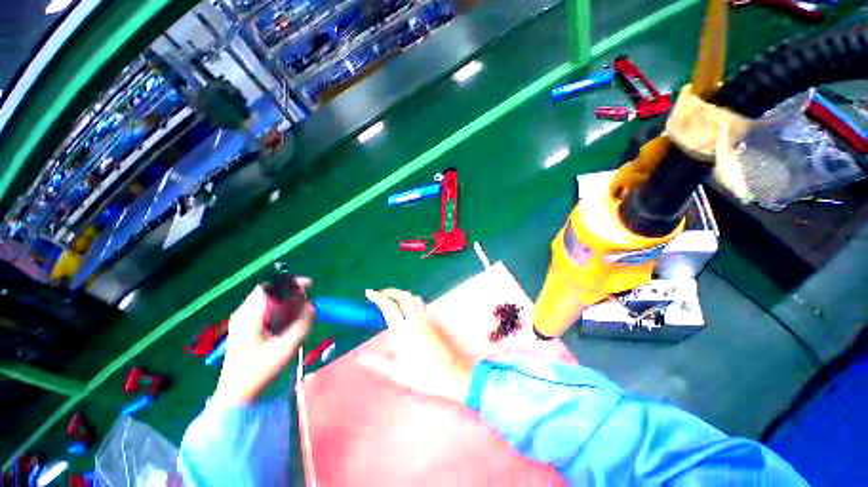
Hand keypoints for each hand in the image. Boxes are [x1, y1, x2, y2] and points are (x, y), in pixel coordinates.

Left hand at [212, 278, 313, 405]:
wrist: (237, 395)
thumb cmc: (260, 371)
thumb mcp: (286, 347)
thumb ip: (302, 324)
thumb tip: (312, 306)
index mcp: (249, 316)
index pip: (269, 287)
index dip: (290, 283)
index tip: (309, 285)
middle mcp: (243, 314)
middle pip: (269, 292)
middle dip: (291, 293)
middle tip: (308, 300)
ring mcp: (242, 321)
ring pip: (268, 302)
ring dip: (287, 303)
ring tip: (302, 311)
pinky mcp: (245, 329)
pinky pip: (265, 311)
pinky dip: (280, 311)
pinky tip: (290, 321)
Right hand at [361, 289, 475, 402]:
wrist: (453, 374)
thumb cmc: (425, 377)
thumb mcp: (398, 373)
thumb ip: (377, 363)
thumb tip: (358, 358)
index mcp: (403, 334)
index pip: (390, 308)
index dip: (378, 298)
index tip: (369, 293)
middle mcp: (415, 322)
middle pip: (403, 297)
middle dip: (389, 291)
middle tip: (379, 293)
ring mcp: (426, 320)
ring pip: (413, 298)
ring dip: (401, 294)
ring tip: (391, 298)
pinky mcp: (433, 321)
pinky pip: (421, 304)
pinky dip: (411, 299)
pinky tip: (407, 306)